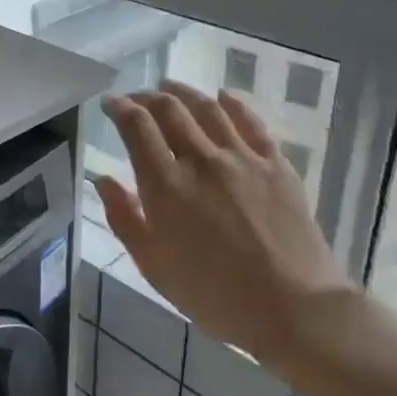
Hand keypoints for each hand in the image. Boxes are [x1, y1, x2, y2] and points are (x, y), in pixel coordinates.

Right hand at [94, 83, 351, 360]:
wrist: (293, 308)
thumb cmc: (213, 294)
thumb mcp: (153, 266)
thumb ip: (124, 218)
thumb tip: (103, 180)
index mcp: (166, 186)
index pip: (137, 127)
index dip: (120, 108)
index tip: (110, 104)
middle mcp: (202, 160)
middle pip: (170, 109)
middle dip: (147, 96)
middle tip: (137, 98)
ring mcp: (243, 158)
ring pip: (208, 108)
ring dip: (184, 92)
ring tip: (170, 87)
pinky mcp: (277, 165)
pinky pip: (251, 122)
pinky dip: (233, 104)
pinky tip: (224, 96)